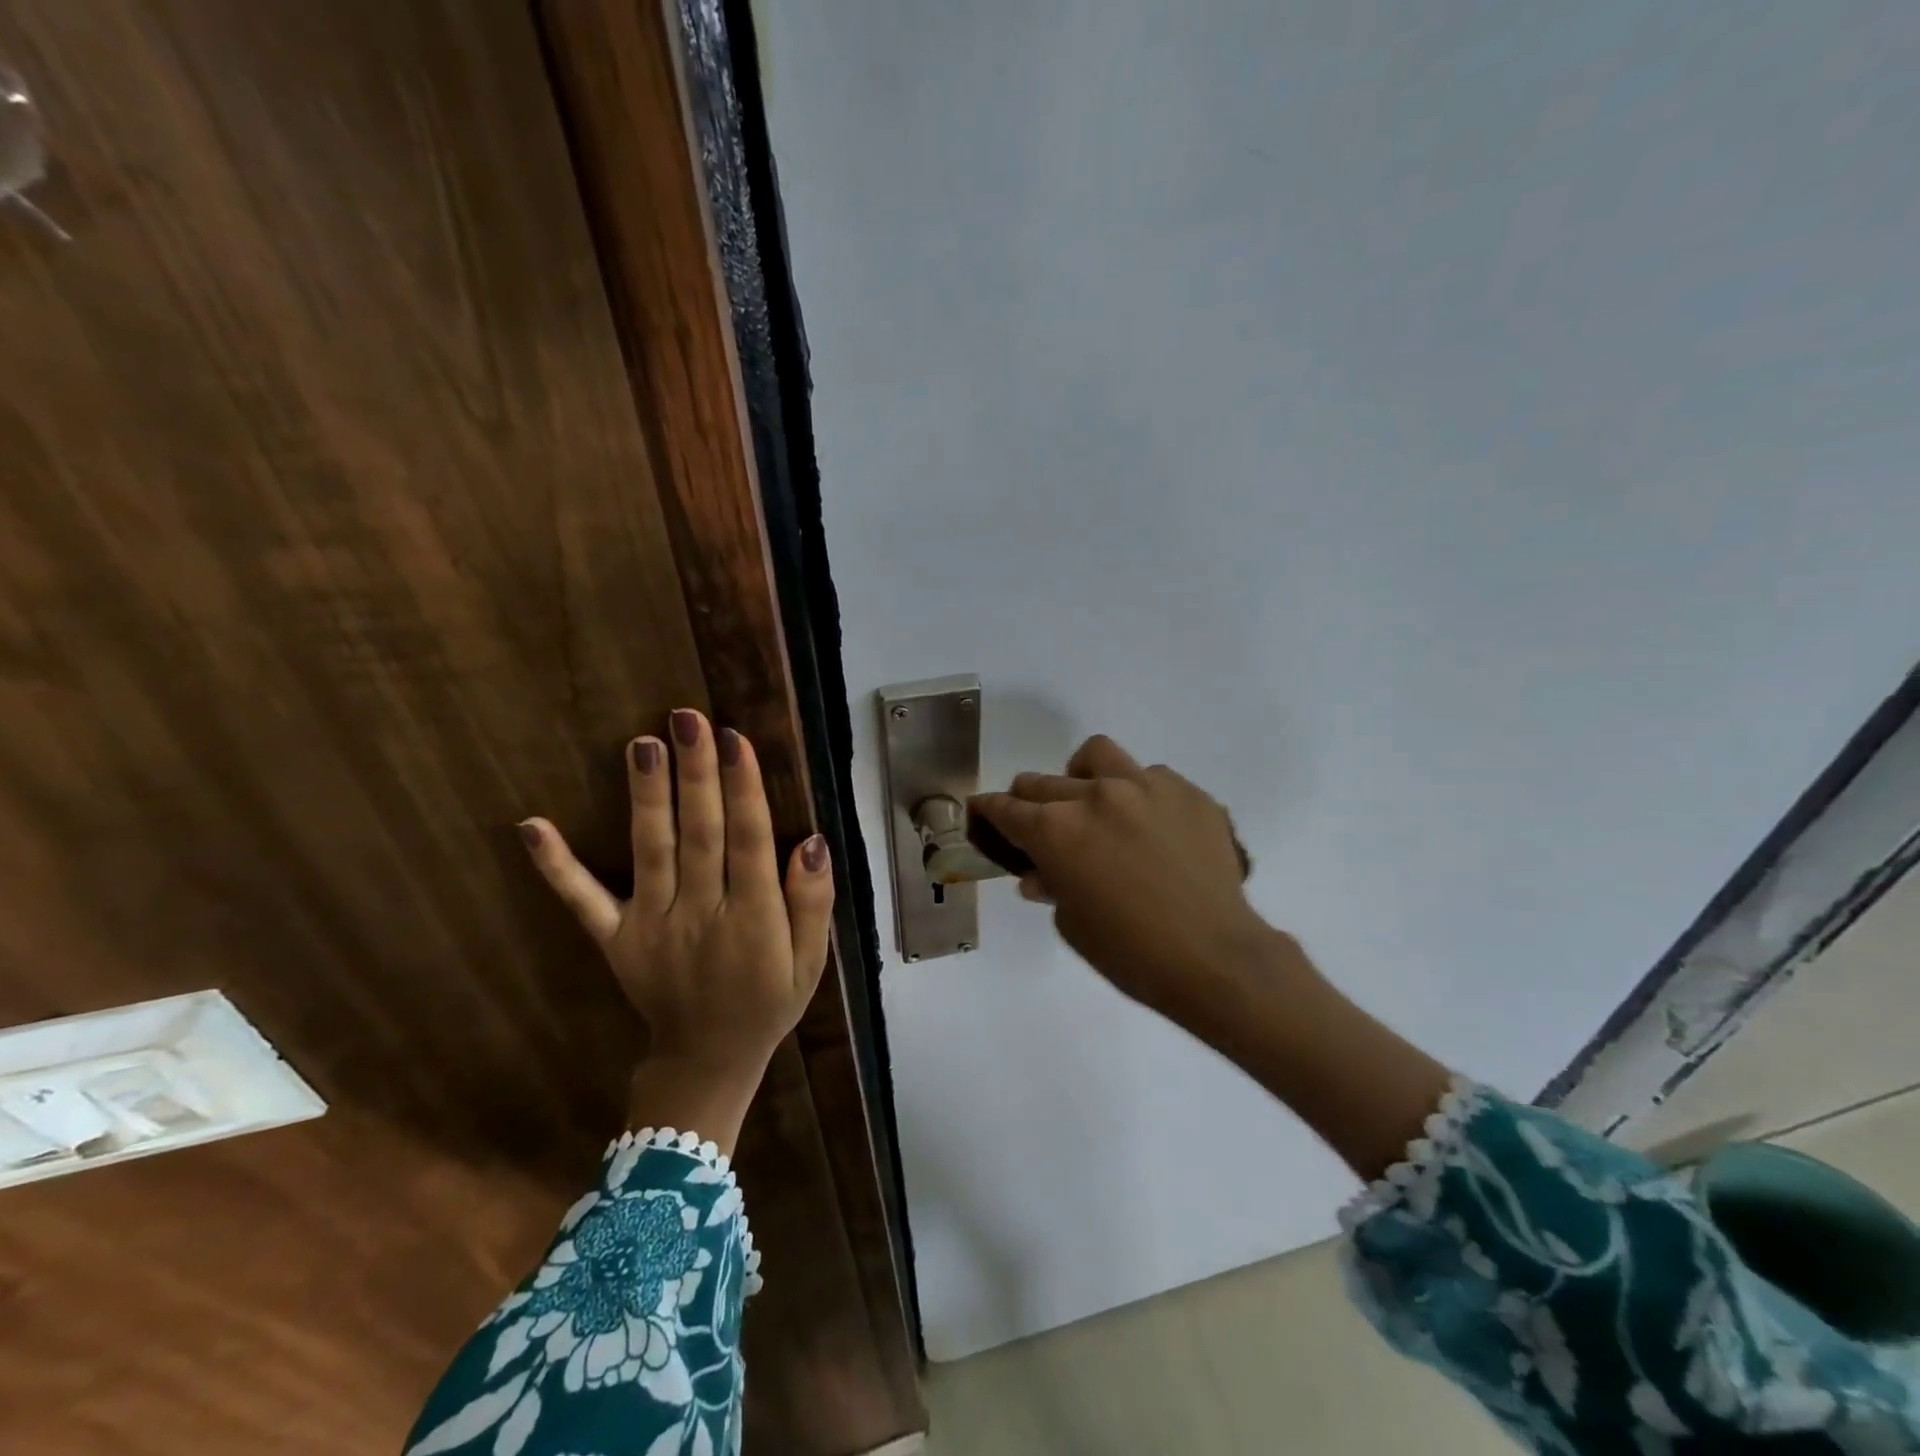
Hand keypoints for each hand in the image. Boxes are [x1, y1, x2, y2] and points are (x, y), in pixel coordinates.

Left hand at [519, 709, 833, 1152]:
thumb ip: (812, 903)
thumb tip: (811, 842)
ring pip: (651, 851)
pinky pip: (583, 901)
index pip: (749, 841)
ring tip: (641, 744)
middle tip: (686, 719)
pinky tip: (532, 826)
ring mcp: (652, 926)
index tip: (735, 739)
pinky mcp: (615, 938)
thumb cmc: (768, 1001)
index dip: (743, 789)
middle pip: (700, 834)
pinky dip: (557, 866)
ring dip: (646, 796)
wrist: (707, 1060)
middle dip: (695, 773)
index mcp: (753, 920)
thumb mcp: (810, 961)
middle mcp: (701, 914)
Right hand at [970, 735, 1277, 1025]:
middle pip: (1041, 781)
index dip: (988, 810)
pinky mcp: (1186, 790)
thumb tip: (1040, 874)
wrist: (1214, 956)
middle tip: (1038, 821)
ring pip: (1096, 755)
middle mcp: (1093, 796)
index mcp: (1056, 830)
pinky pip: (1150, 776)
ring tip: (1094, 801)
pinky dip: (1138, 794)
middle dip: (1028, 800)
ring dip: (1082, 776)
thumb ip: (1052, 886)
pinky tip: (1151, 825)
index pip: (1006, 808)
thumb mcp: (1073, 924)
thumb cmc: (1130, 953)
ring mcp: (1144, 786)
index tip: (983, 811)